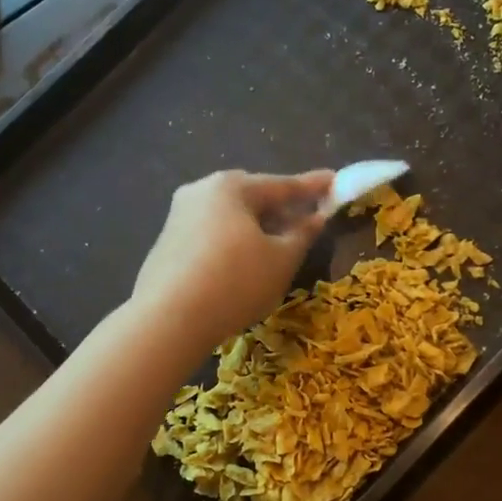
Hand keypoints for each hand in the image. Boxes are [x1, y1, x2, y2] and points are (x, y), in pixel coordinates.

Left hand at [131, 169, 333, 352]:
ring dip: (257, 229)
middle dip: (281, 208)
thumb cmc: (235, 282)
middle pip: (252, 197)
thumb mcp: (281, 260)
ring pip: (230, 218)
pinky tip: (243, 266)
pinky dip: (233, 244)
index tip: (335, 181)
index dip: (313, 187)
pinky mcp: (166, 245)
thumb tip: (315, 218)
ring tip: (278, 247)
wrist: (168, 319)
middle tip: (307, 219)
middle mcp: (201, 192)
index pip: (281, 185)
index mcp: (231, 187)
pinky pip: (211, 236)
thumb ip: (302, 234)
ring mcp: (178, 217)